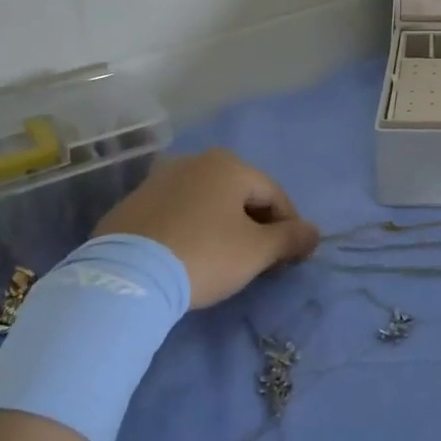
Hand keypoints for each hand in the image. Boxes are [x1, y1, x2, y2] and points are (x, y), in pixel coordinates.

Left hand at [96, 148, 319, 309]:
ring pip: (206, 203)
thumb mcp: (256, 252)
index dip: (289, 227)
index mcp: (229, 165)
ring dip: (221, 227)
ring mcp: (158, 180)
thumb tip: (314, 233)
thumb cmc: (204, 255)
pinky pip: (175, 215)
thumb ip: (291, 238)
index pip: (274, 195)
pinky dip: (189, 231)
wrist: (125, 278)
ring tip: (223, 262)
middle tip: (260, 262)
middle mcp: (194, 161)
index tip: (291, 259)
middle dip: (255, 226)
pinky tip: (186, 258)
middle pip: (239, 195)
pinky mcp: (131, 205)